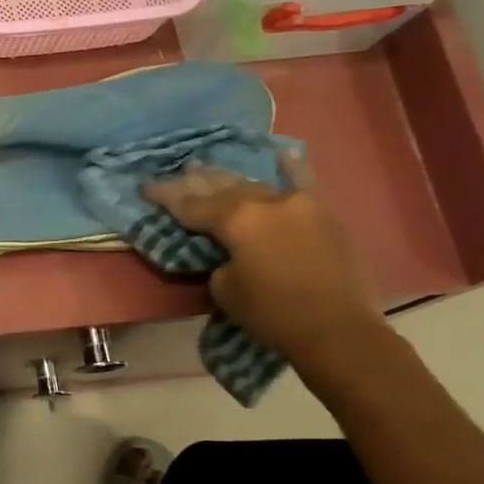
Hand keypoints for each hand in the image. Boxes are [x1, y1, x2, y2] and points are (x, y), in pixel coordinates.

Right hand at [141, 155, 385, 361]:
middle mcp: (265, 202)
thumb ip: (218, 259)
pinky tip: (282, 153)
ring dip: (228, 180)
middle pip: (220, 187)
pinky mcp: (322, 215)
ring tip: (205, 168)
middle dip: (193, 183)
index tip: (145, 187)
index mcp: (236, 219)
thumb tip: (226, 249)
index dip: (165, 196)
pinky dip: (290, 168)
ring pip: (254, 185)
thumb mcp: (224, 288)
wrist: (338, 330)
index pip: (190, 204)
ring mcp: (298, 204)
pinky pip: (302, 184)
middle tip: (174, 177)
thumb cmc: (272, 313)